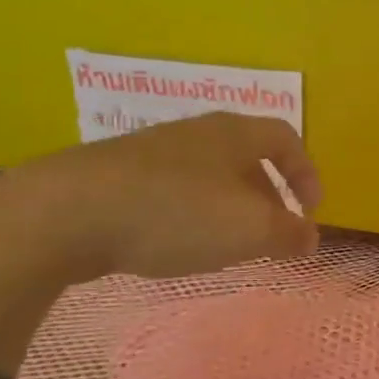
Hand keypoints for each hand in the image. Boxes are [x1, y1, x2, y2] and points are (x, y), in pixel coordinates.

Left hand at [0, 113, 322, 284]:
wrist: (67, 212)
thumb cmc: (176, 213)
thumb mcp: (249, 230)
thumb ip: (289, 235)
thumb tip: (311, 238)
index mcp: (234, 134)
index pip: (286, 139)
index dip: (307, 173)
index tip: (311, 210)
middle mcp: (196, 133)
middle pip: (247, 158)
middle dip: (268, 197)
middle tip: (272, 235)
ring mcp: (153, 152)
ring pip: (209, 176)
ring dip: (229, 208)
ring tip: (228, 246)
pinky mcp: (118, 175)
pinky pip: (173, 191)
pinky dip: (191, 214)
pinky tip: (177, 244)